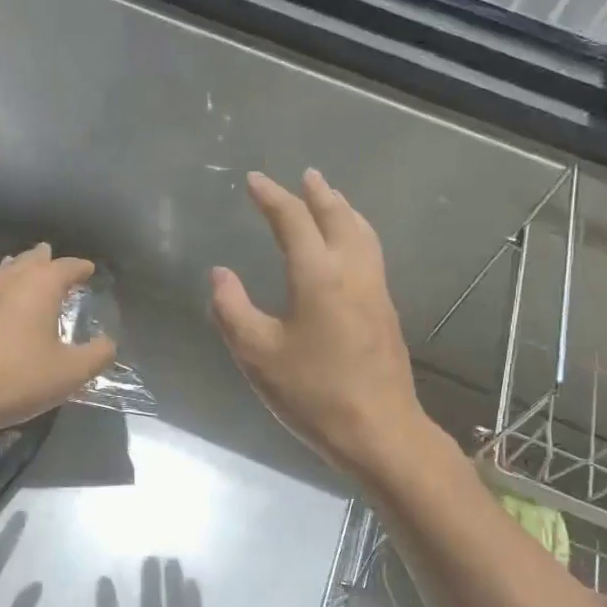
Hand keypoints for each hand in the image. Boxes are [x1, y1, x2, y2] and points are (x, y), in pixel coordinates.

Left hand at [0, 243, 116, 433]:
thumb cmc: (15, 379)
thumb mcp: (69, 374)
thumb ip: (97, 355)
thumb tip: (108, 343)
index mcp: (39, 286)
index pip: (66, 266)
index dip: (81, 267)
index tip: (90, 270)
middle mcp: (8, 280)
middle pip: (30, 259)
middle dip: (46, 259)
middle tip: (55, 260)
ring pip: (4, 271)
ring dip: (19, 270)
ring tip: (27, 273)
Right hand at [210, 170, 424, 478]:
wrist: (379, 431)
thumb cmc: (312, 393)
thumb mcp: (257, 354)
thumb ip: (232, 309)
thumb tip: (220, 274)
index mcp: (319, 276)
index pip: (294, 221)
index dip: (272, 197)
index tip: (254, 181)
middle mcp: (353, 272)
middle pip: (338, 217)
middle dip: (318, 193)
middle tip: (304, 175)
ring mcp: (376, 291)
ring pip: (363, 233)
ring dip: (343, 209)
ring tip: (330, 198)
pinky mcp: (386, 311)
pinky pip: (371, 253)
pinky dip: (356, 233)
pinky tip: (349, 246)